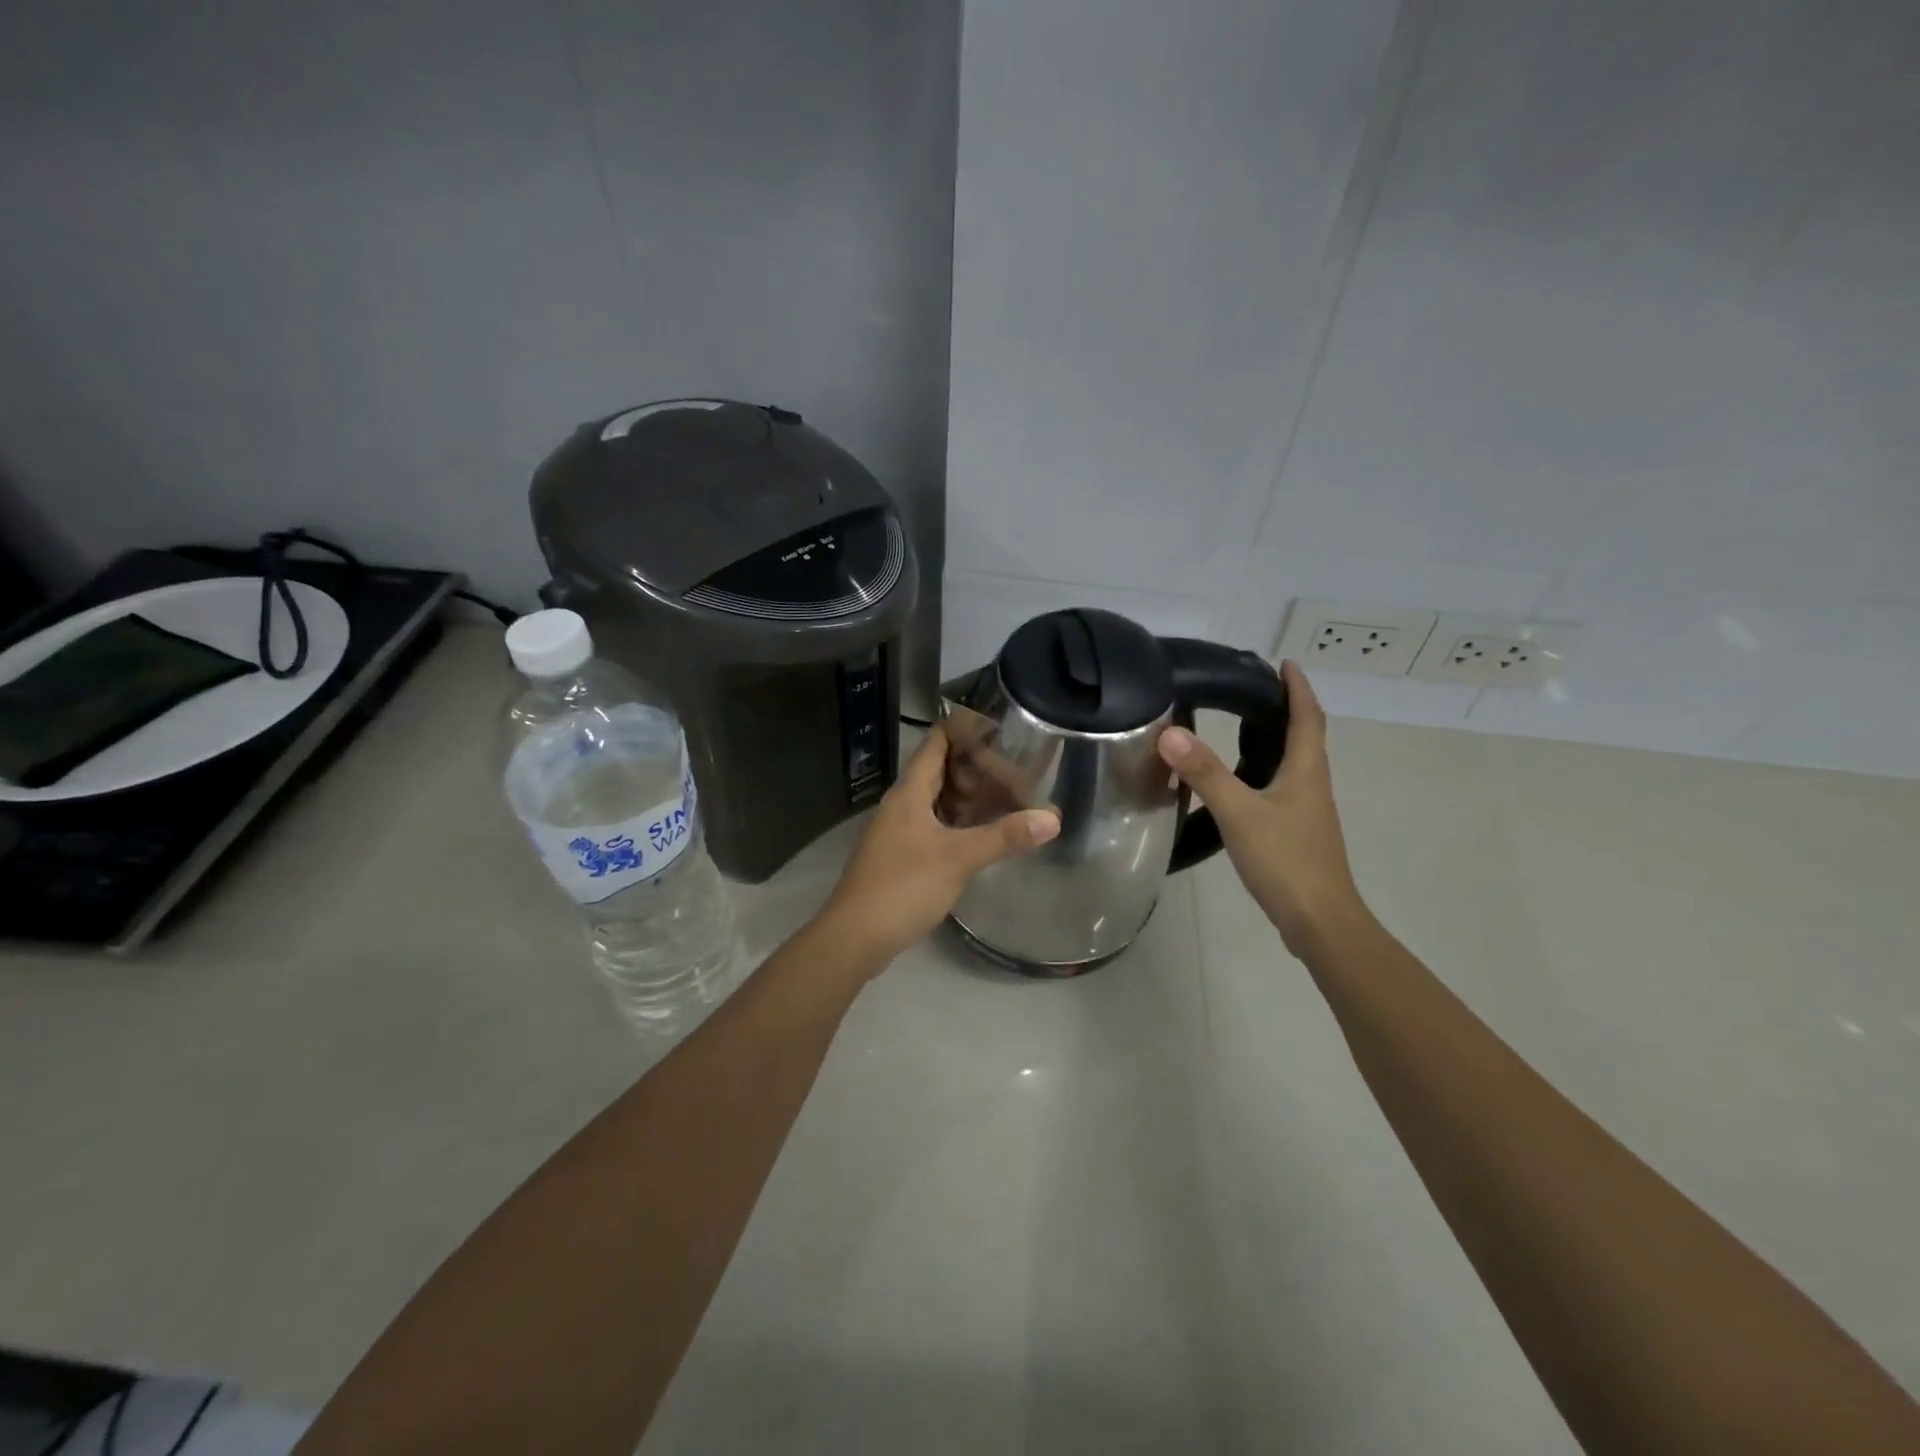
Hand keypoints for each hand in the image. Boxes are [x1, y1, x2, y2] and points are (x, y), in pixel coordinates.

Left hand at [820, 725, 1059, 970]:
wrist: (854, 937)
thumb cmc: (903, 886)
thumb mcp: (958, 858)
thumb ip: (1004, 836)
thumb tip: (1053, 818)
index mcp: (909, 792)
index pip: (936, 743)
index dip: (965, 730)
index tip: (1001, 728)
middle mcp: (901, 805)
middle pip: (939, 772)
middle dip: (976, 767)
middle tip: (1016, 767)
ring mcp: (898, 832)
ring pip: (937, 802)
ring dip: (968, 798)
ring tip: (1008, 796)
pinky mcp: (901, 858)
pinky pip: (934, 827)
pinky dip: (959, 824)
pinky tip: (982, 835)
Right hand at [1157, 661, 1367, 954]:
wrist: (1320, 921)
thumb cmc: (1286, 861)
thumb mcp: (1239, 813)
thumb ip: (1205, 773)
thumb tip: (1170, 733)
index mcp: (1307, 770)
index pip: (1308, 716)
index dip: (1298, 687)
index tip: (1284, 663)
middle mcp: (1313, 784)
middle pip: (1305, 736)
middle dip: (1285, 708)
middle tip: (1251, 690)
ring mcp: (1308, 811)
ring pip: (1294, 763)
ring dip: (1276, 739)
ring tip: (1241, 727)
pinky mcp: (1298, 833)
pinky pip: (1283, 787)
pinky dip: (1266, 770)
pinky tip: (1241, 783)